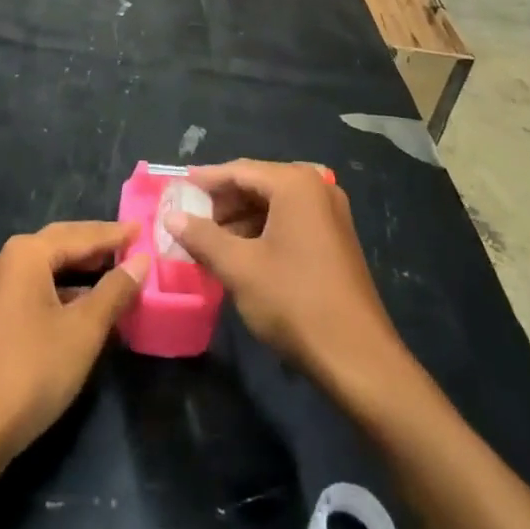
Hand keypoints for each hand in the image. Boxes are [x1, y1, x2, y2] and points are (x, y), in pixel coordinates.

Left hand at [0, 221, 146, 462]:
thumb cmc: (33, 370)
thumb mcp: (84, 330)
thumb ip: (115, 291)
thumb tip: (141, 261)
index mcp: (26, 253)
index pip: (81, 235)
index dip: (114, 234)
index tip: (143, 228)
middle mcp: (7, 260)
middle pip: (62, 244)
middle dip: (97, 246)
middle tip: (132, 244)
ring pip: (49, 268)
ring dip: (82, 271)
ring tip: (117, 274)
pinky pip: (37, 288)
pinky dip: (65, 291)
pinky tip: (87, 307)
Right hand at [166, 160, 404, 391]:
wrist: (358, 357)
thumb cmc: (294, 302)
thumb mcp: (240, 268)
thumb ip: (202, 237)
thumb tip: (171, 217)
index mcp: (295, 184)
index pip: (239, 170)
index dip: (205, 181)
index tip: (176, 190)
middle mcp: (316, 187)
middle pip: (257, 183)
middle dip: (222, 202)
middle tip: (189, 219)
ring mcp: (330, 212)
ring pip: (273, 204)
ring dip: (240, 219)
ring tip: (208, 241)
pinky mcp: (335, 238)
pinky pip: (290, 220)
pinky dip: (262, 231)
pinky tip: (240, 253)